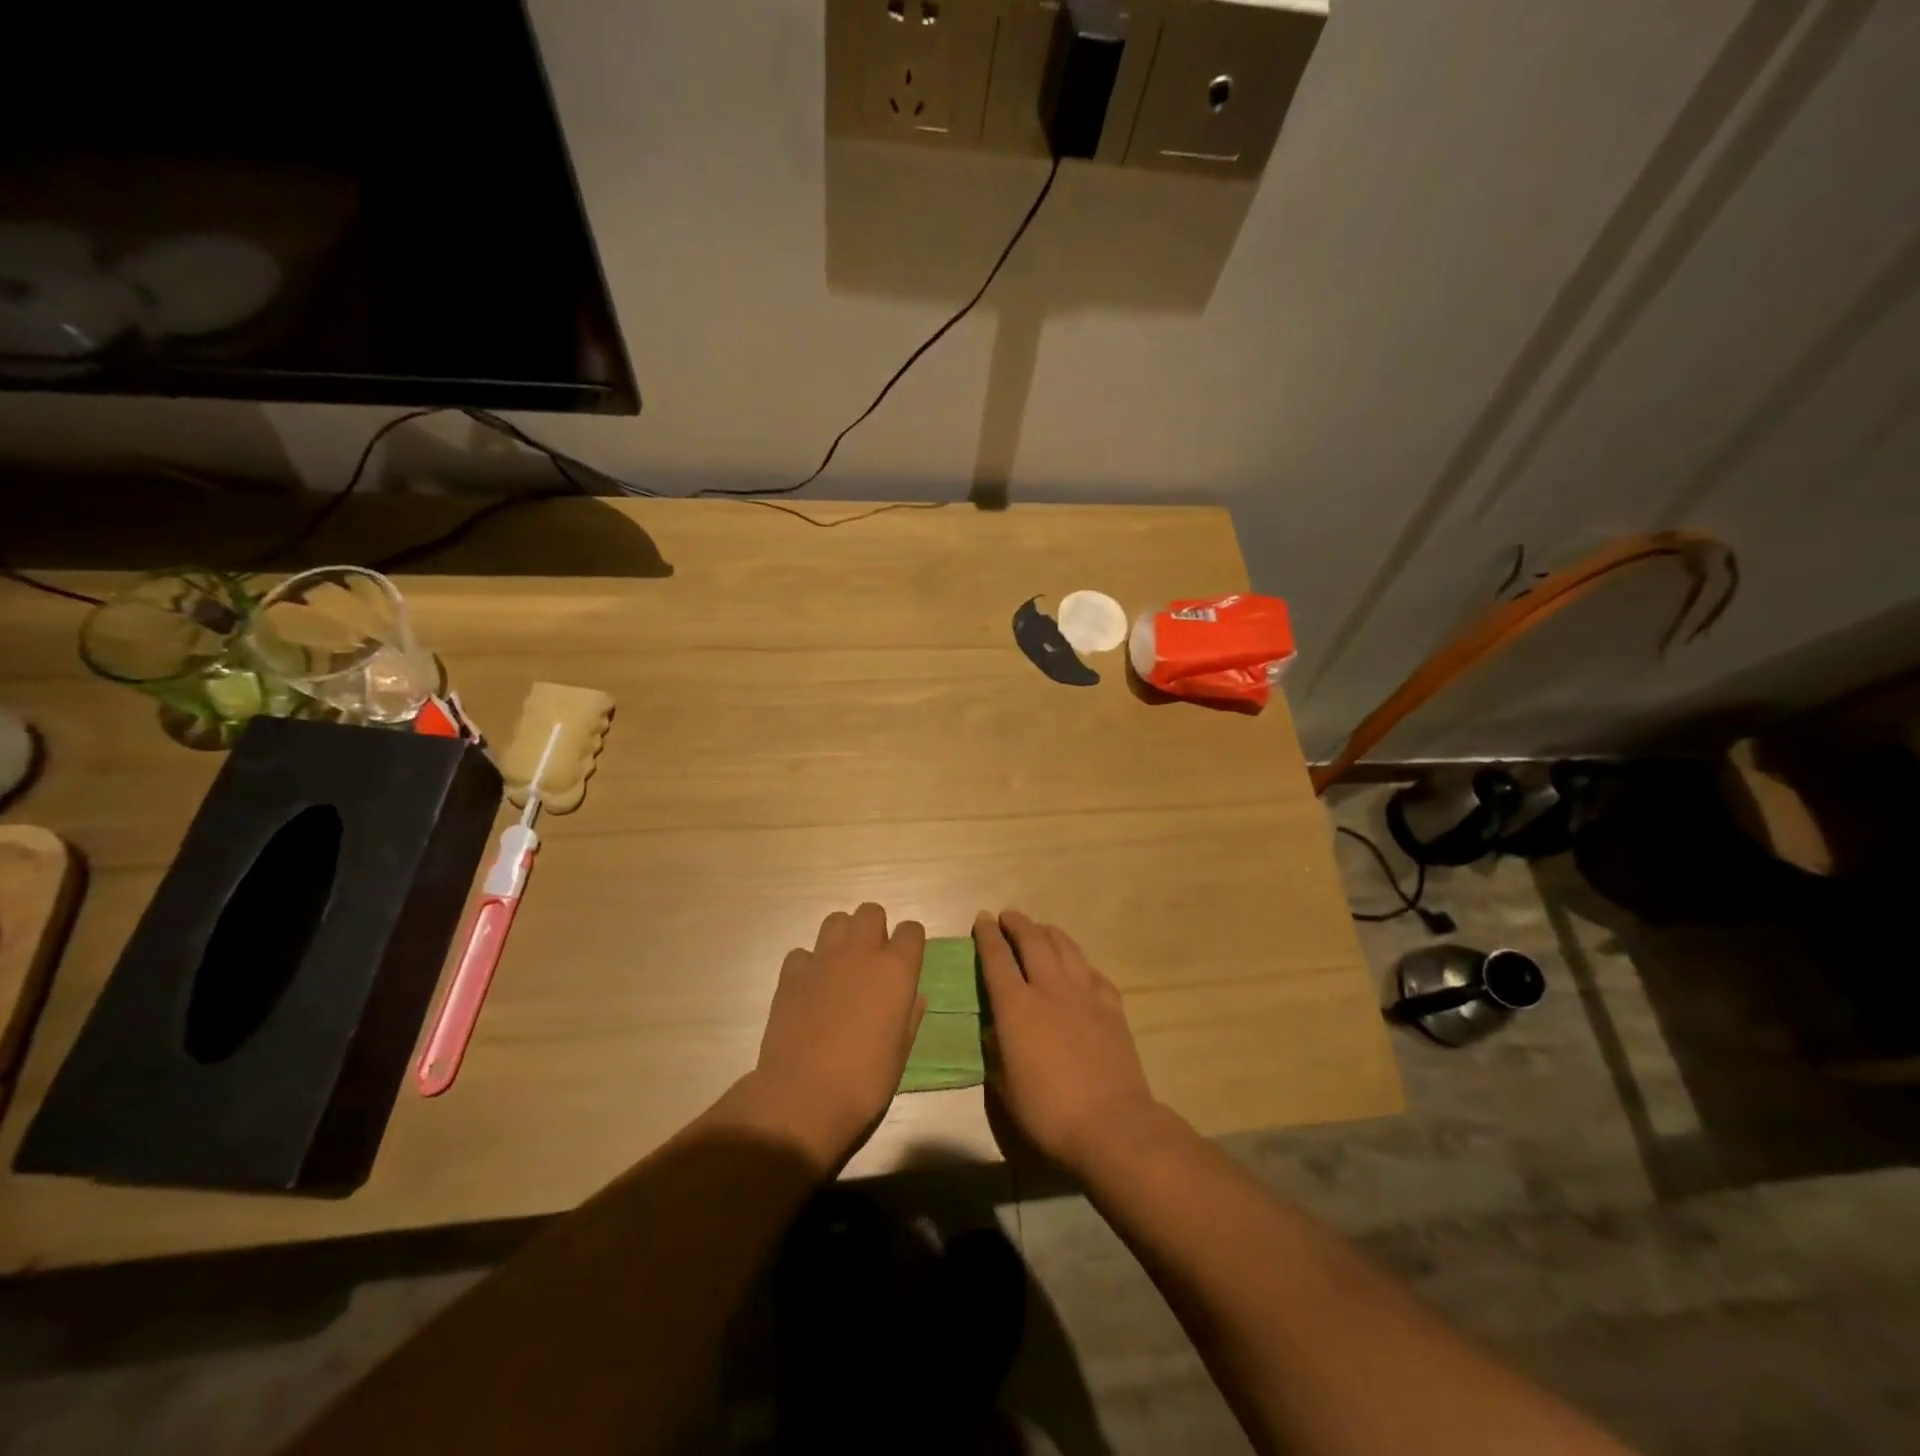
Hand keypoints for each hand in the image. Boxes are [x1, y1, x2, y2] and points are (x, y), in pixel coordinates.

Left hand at [751, 903, 926, 1168]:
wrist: (804, 1096)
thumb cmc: (865, 1081)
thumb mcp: (900, 1052)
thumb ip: (909, 1016)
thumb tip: (913, 997)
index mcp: (896, 970)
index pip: (912, 930)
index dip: (909, 943)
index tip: (906, 962)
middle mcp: (861, 953)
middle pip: (871, 912)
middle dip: (874, 928)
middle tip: (872, 960)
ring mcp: (823, 959)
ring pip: (836, 920)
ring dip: (842, 937)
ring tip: (841, 966)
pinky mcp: (791, 973)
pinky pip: (803, 953)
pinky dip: (808, 965)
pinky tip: (810, 989)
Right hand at [974, 910, 1160, 1173]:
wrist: (1111, 1123)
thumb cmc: (1048, 1111)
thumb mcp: (1004, 1085)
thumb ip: (996, 1048)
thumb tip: (994, 1026)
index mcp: (1016, 1006)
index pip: (997, 958)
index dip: (987, 935)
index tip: (982, 919)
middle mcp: (1050, 988)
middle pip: (1033, 941)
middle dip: (1018, 924)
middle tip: (1008, 916)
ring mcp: (1085, 993)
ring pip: (1065, 947)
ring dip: (1049, 933)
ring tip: (1041, 928)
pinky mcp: (1112, 1005)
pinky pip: (1092, 971)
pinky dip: (1079, 962)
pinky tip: (1078, 966)